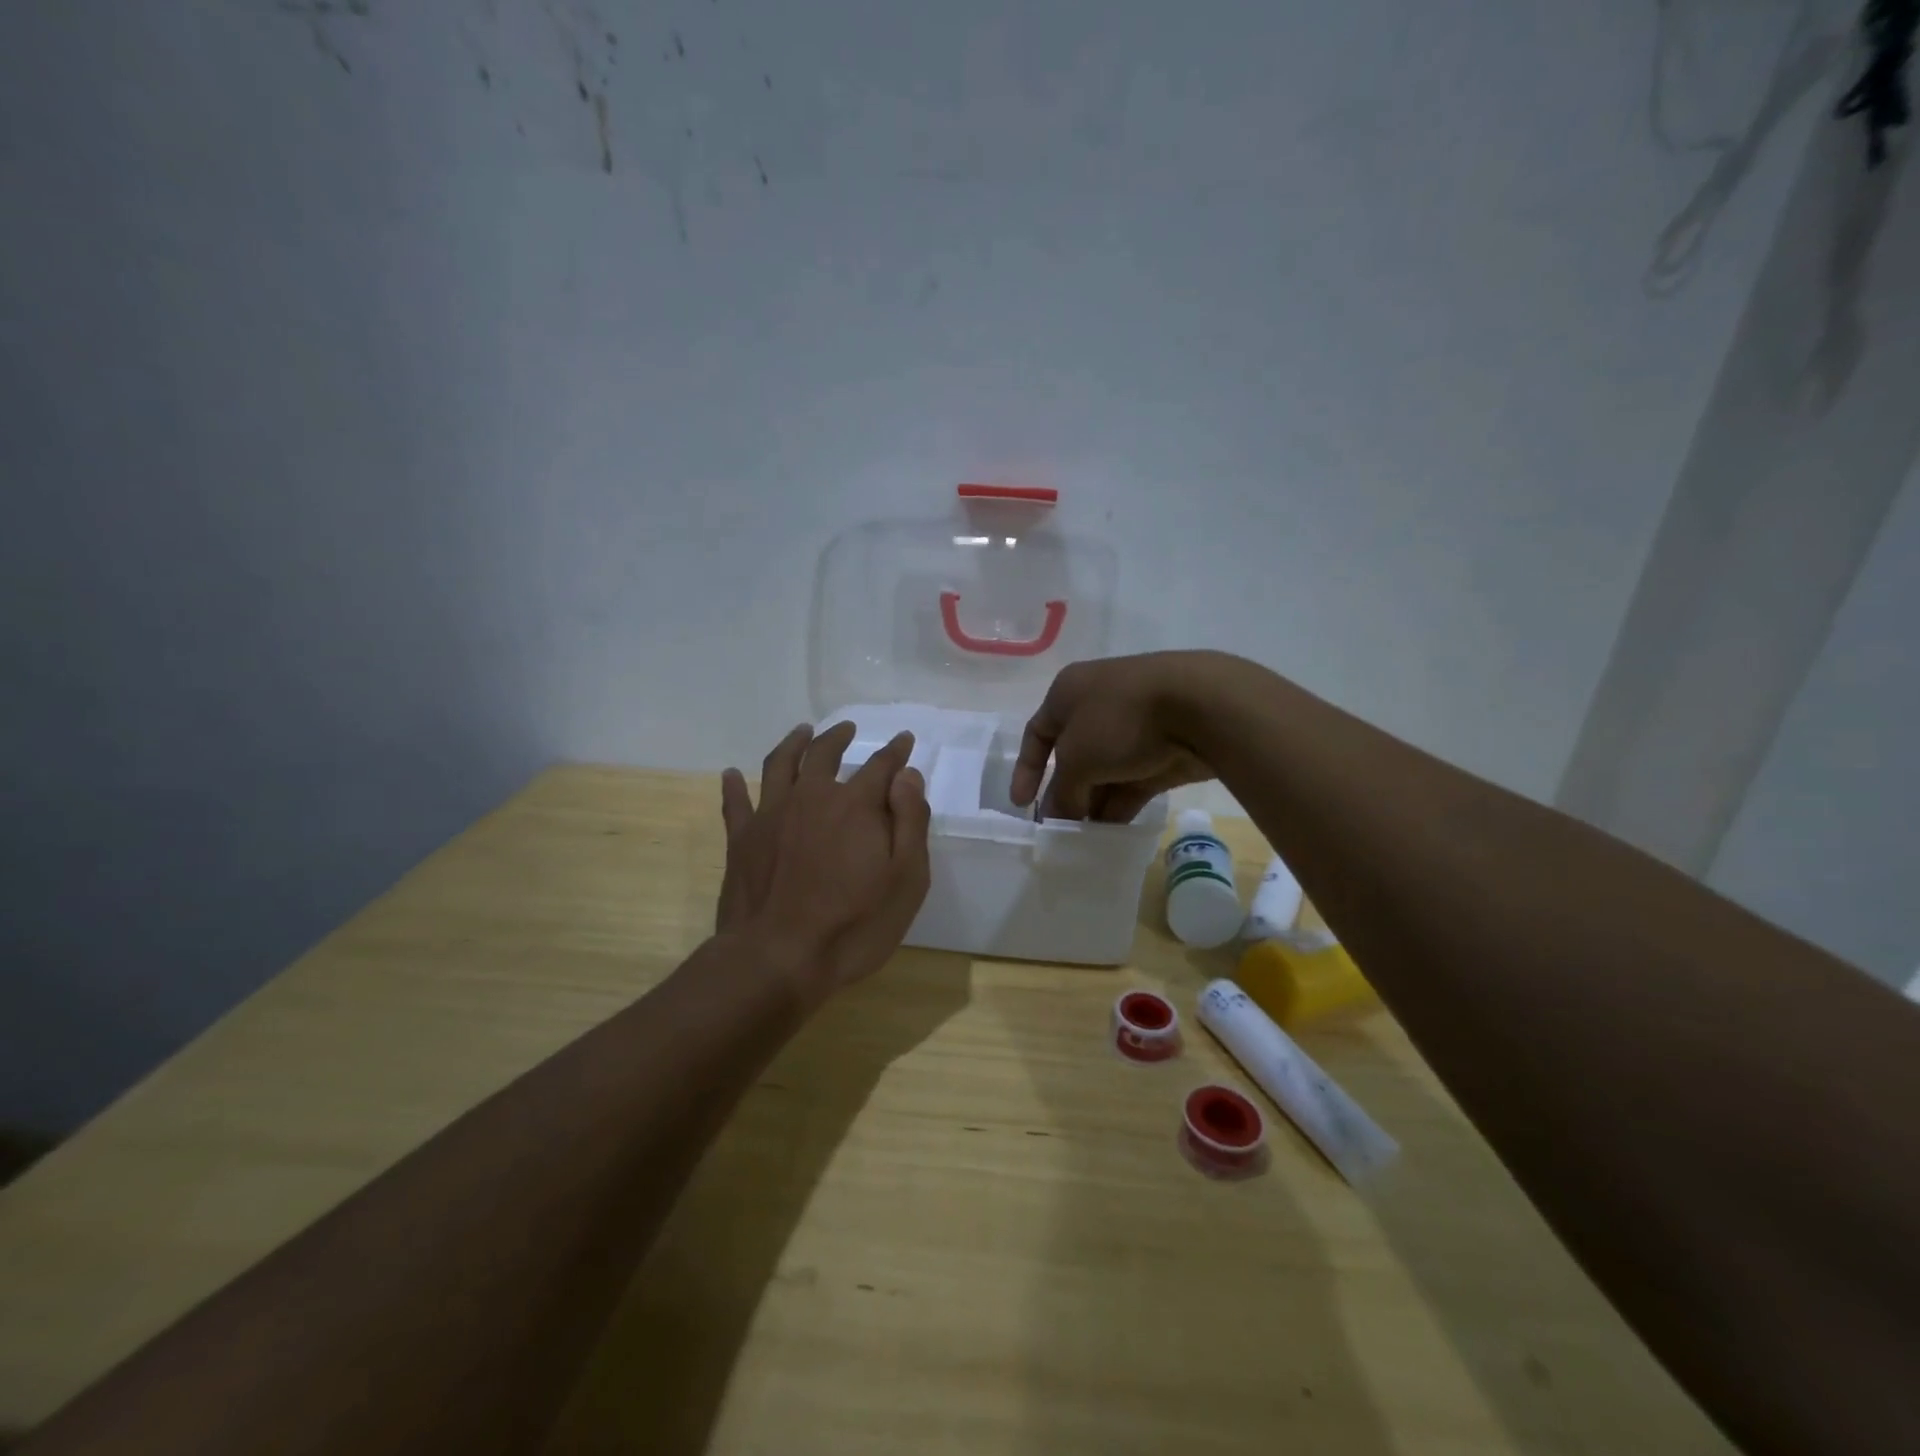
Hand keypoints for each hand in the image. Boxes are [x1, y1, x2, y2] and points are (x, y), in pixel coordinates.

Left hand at [717, 721, 932, 1002]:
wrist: (777, 959)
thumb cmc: (854, 925)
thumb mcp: (906, 880)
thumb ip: (910, 821)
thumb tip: (907, 775)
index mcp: (855, 805)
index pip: (881, 766)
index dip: (895, 751)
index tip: (903, 740)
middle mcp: (811, 797)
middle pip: (824, 754)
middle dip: (839, 737)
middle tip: (848, 728)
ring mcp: (771, 815)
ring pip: (780, 764)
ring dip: (793, 743)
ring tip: (802, 732)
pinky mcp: (741, 839)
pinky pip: (735, 802)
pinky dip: (734, 785)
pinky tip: (730, 774)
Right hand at [1010, 653, 1232, 821]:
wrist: (1200, 706)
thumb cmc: (1120, 720)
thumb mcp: (1076, 758)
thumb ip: (1063, 792)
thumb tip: (1061, 817)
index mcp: (1068, 692)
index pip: (1036, 733)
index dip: (1026, 770)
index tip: (1022, 805)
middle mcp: (1098, 705)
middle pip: (1072, 757)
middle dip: (1064, 794)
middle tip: (1059, 831)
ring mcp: (1133, 727)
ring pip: (1104, 772)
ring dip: (1092, 804)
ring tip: (1084, 841)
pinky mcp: (1162, 750)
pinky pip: (1132, 782)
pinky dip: (1120, 806)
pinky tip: (1112, 836)